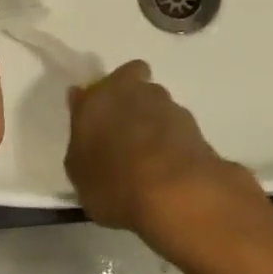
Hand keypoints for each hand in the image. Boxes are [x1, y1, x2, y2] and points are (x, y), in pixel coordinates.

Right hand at [65, 61, 262, 244]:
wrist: (174, 191)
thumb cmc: (114, 182)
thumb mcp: (80, 173)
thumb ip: (81, 140)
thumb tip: (83, 114)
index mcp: (98, 99)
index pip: (96, 86)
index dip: (98, 99)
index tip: (98, 119)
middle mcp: (132, 91)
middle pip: (133, 82)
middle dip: (130, 99)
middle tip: (125, 132)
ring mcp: (166, 104)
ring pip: (157, 102)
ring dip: (153, 120)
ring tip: (150, 157)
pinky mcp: (193, 123)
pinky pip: (175, 126)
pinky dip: (172, 140)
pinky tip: (168, 167)